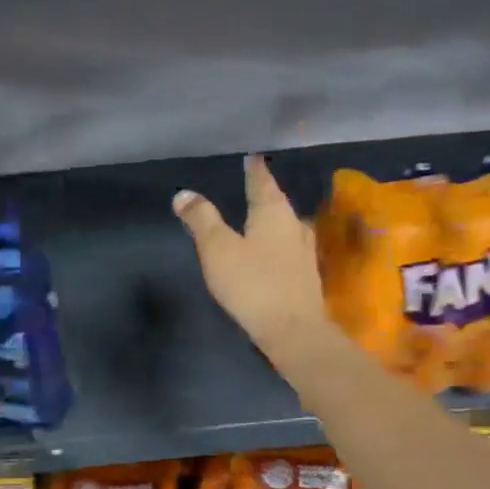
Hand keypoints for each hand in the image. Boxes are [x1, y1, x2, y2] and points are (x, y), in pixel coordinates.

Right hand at [172, 155, 331, 364]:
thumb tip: (183, 193)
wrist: (294, 331)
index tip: (251, 157)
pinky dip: (276, 242)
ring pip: (285, 225)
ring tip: (257, 216)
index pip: (262, 180)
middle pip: (277, 202)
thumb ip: (202, 219)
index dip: (254, 169)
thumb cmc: (253, 284)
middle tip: (250, 185)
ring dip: (271, 219)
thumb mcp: (218, 249)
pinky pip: (288, 247)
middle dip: (264, 193)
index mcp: (273, 212)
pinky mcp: (305, 275)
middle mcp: (294, 224)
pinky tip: (269, 250)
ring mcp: (304, 251)